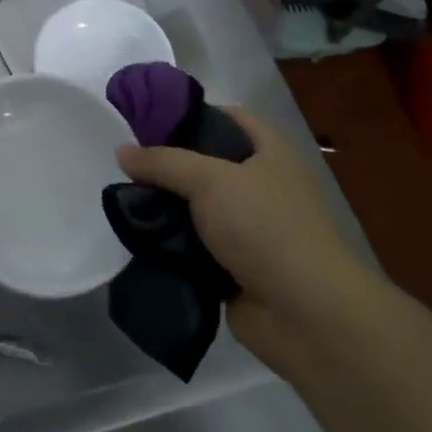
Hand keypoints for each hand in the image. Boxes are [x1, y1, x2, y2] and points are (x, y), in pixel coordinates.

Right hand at [116, 111, 367, 370]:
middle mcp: (264, 185)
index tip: (148, 120)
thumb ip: (162, 162)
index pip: (227, 116)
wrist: (309, 317)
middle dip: (169, 166)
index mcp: (270, 152)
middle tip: (129, 166)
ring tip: (127, 202)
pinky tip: (142, 240)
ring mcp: (252, 229)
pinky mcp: (239, 268)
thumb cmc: (265, 227)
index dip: (190, 113)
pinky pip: (197, 247)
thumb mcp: (208, 180)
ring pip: (199, 208)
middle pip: (207, 163)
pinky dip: (175, 245)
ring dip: (168, 209)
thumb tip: (121, 151)